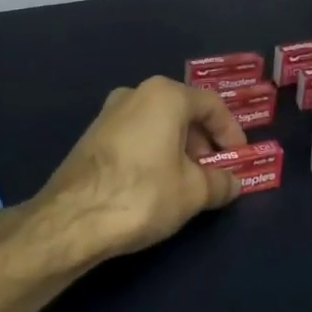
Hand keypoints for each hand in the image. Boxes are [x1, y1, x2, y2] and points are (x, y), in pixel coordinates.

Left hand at [38, 77, 246, 262]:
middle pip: (183, 112)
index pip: (212, 105)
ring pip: (157, 125)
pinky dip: (154, 154)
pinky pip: (136, 137)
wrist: (72, 218)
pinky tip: (157, 185)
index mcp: (164, 95)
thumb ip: (220, 183)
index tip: (239, 159)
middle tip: (215, 173)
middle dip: (203, 143)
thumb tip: (232, 182)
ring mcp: (108, 114)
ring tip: (188, 184)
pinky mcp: (91, 137)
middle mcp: (135, 93)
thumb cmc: (142, 194)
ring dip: (179, 150)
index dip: (232, 132)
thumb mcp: (193, 192)